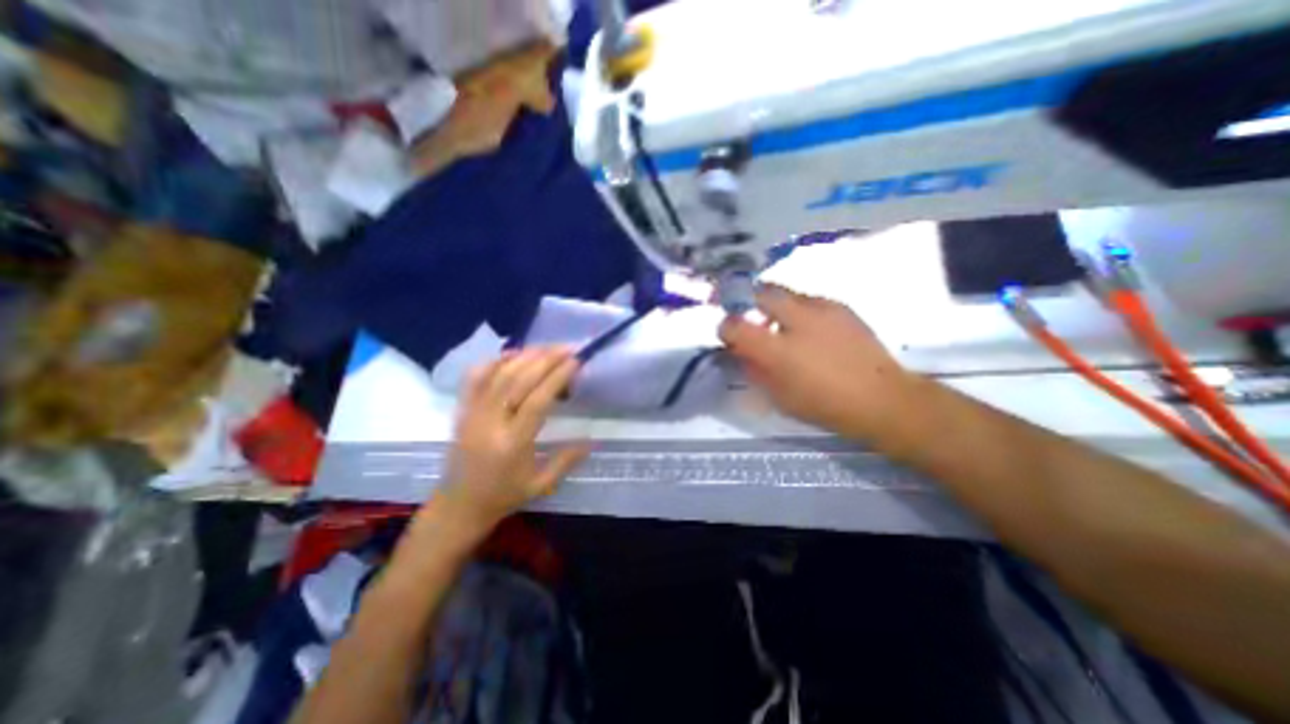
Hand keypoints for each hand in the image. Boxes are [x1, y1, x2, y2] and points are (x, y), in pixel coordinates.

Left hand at [438, 347, 588, 535]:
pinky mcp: (462, 409)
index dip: (557, 377)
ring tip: (548, 348)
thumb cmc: (503, 496)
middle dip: (546, 359)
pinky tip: (514, 354)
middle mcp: (490, 423)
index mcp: (512, 444)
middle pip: (518, 380)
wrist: (458, 505)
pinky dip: (495, 360)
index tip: (576, 361)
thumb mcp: (541, 485)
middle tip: (568, 347)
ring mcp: (472, 413)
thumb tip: (592, 439)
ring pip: (498, 374)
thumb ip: (567, 460)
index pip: (537, 401)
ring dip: (525, 355)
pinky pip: (475, 377)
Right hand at [722, 284, 921, 440]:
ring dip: (775, 305)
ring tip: (783, 325)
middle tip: (752, 319)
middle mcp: (796, 321)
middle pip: (760, 293)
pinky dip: (799, 310)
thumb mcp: (779, 397)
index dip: (725, 329)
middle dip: (748, 302)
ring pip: (785, 293)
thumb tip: (741, 352)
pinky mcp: (840, 306)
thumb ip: (755, 370)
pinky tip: (810, 329)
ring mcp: (821, 309)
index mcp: (777, 350)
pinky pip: (809, 300)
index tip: (729, 337)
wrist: (882, 398)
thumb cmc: (825, 405)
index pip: (734, 326)